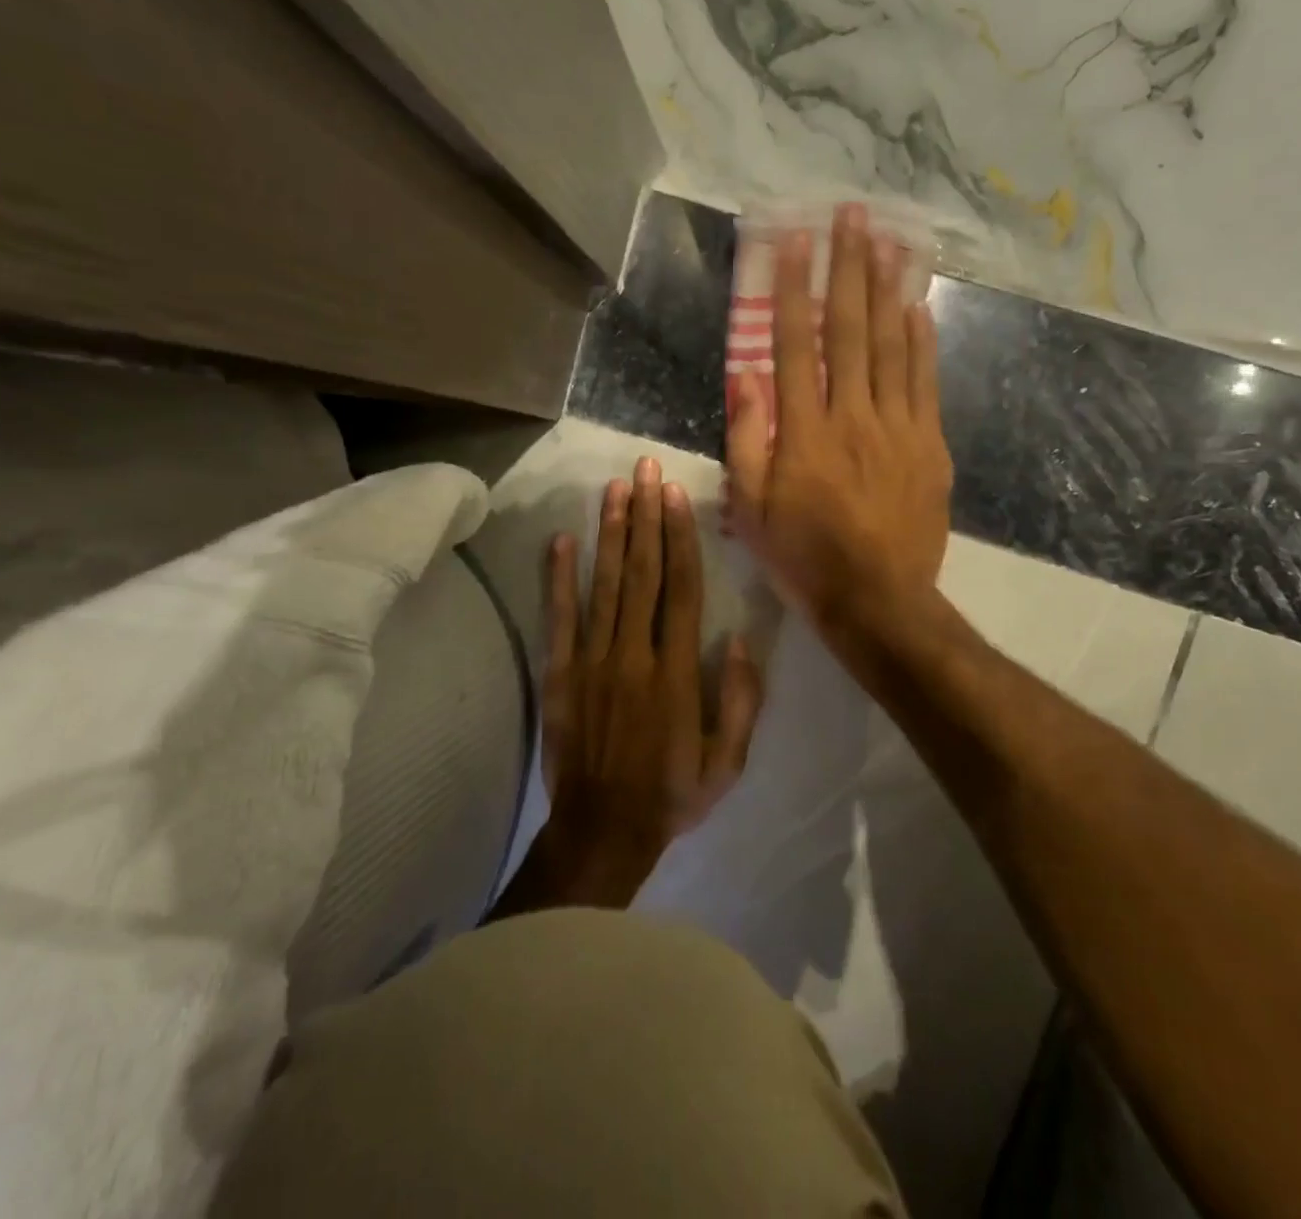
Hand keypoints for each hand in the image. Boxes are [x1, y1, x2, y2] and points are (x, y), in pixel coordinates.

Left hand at [522, 457, 762, 910]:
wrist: (602, 832)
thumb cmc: (671, 795)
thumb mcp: (727, 762)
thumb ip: (740, 701)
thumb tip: (740, 641)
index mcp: (677, 672)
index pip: (682, 590)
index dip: (680, 539)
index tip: (676, 496)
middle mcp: (635, 654)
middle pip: (642, 573)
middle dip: (646, 517)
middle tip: (645, 469)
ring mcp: (594, 661)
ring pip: (605, 585)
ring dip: (610, 533)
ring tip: (614, 488)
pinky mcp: (562, 674)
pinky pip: (560, 619)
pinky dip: (560, 578)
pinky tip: (562, 540)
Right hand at [728, 203, 952, 632]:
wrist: (879, 601)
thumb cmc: (804, 558)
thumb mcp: (753, 508)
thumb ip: (747, 439)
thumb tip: (747, 376)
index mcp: (804, 432)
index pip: (795, 346)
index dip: (791, 290)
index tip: (792, 241)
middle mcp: (853, 417)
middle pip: (851, 330)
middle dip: (847, 268)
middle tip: (851, 214)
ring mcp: (899, 429)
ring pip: (893, 346)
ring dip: (888, 289)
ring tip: (886, 240)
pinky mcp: (931, 446)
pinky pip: (926, 383)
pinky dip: (922, 342)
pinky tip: (919, 307)